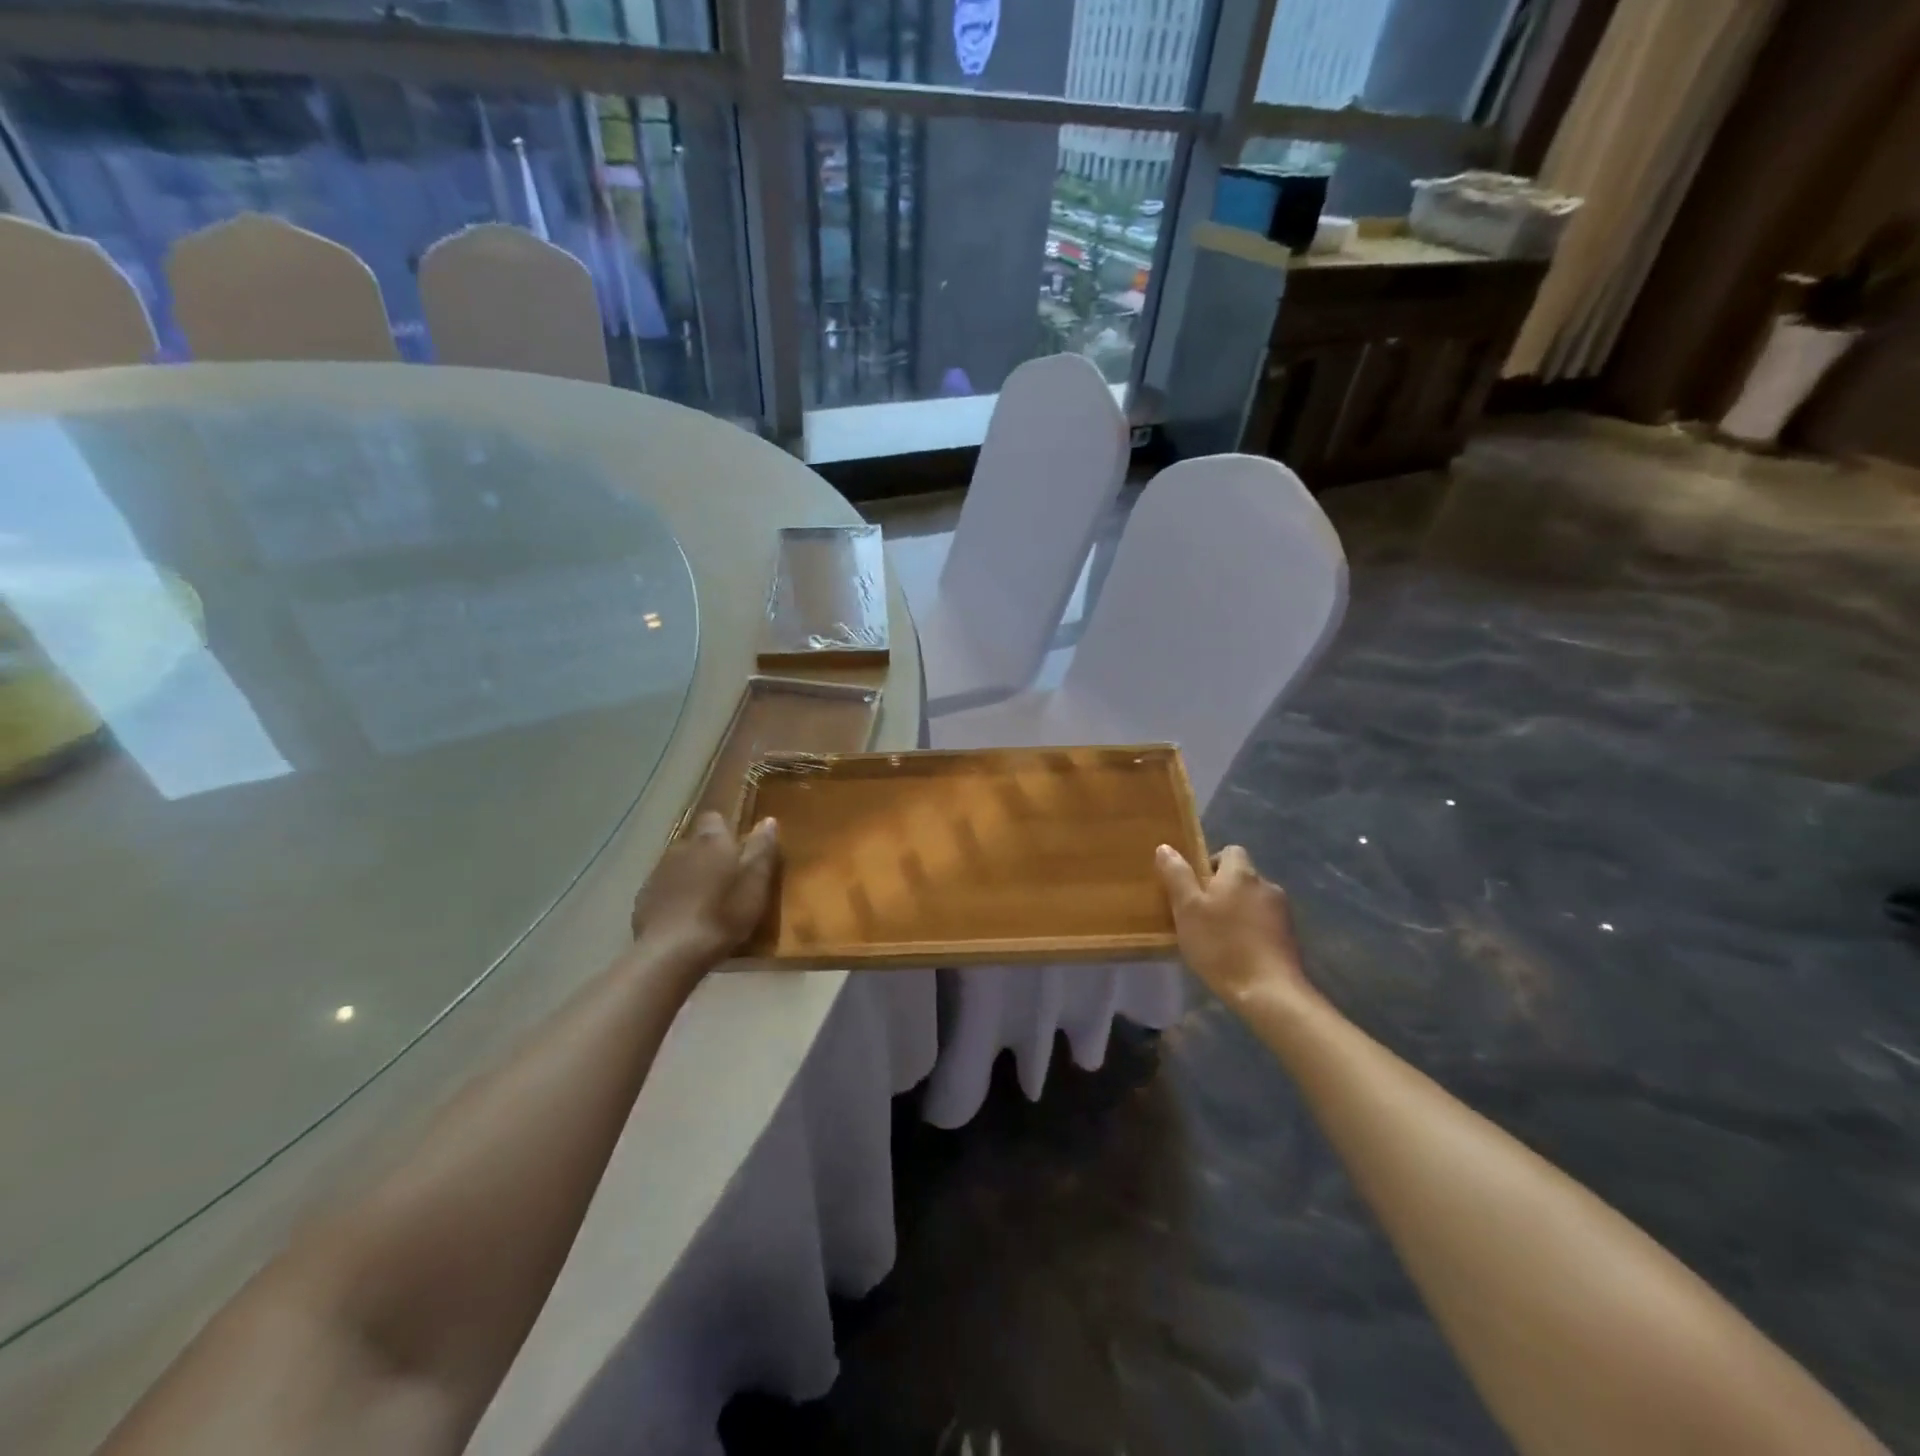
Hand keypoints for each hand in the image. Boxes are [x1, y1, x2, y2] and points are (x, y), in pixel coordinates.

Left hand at [630, 813, 779, 966]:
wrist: (671, 953)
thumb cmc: (723, 914)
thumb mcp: (755, 884)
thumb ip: (762, 850)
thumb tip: (768, 820)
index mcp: (711, 841)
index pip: (715, 819)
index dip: (725, 830)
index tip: (738, 848)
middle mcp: (681, 847)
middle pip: (697, 842)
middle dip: (709, 855)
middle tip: (726, 880)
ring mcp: (658, 872)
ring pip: (679, 865)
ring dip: (691, 875)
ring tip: (705, 902)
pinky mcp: (643, 898)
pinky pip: (663, 888)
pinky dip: (673, 897)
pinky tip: (683, 918)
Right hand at [1155, 843, 1315, 1008]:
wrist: (1269, 992)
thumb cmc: (1222, 946)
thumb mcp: (1187, 909)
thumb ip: (1177, 875)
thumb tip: (1165, 847)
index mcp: (1241, 873)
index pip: (1229, 851)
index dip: (1211, 863)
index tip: (1195, 886)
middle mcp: (1266, 885)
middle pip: (1242, 877)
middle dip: (1223, 890)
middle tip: (1201, 914)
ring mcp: (1283, 912)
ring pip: (1254, 900)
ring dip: (1239, 911)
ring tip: (1220, 937)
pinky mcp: (1291, 937)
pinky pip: (1265, 922)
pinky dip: (1252, 930)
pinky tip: (1239, 952)